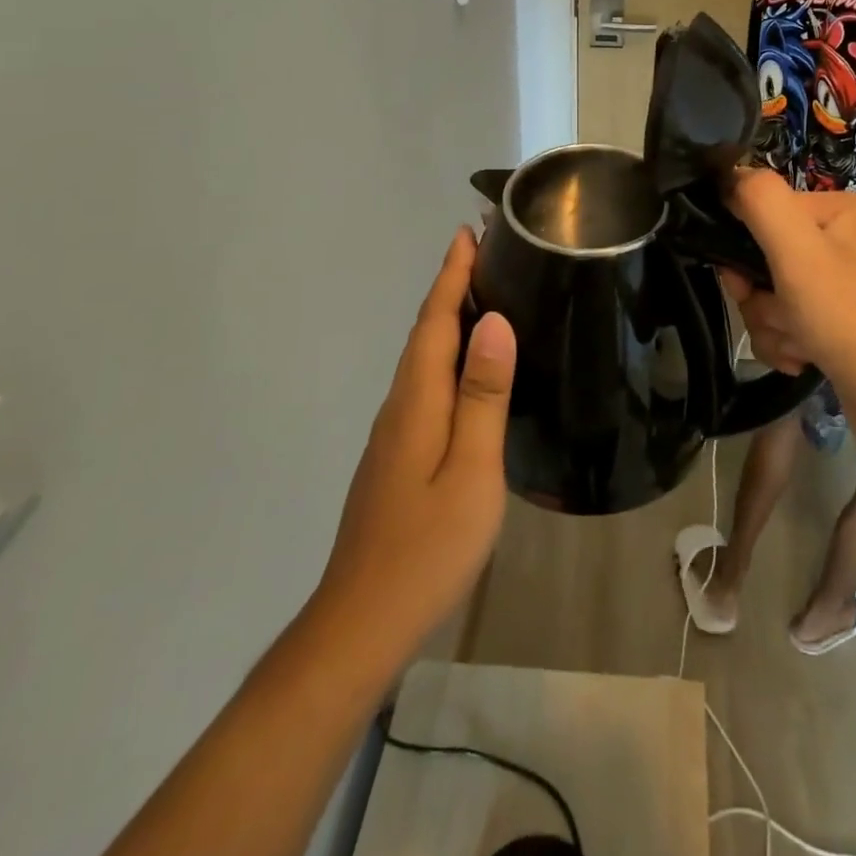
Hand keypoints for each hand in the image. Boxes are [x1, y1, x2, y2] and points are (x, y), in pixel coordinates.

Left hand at [315, 229, 515, 650]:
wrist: (361, 622)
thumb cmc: (427, 546)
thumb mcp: (471, 469)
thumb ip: (482, 395)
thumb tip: (494, 321)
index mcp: (418, 400)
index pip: (435, 321)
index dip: (452, 275)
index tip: (467, 233)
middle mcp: (399, 405)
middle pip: (425, 333)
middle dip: (450, 287)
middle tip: (484, 253)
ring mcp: (393, 433)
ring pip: (422, 359)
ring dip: (447, 319)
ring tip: (481, 295)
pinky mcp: (396, 455)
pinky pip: (424, 384)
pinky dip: (444, 356)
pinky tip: (464, 369)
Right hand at [719, 169, 855, 459]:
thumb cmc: (849, 319)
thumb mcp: (797, 251)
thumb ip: (759, 200)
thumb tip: (728, 172)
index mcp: (836, 209)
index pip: (760, 208)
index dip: (740, 246)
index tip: (743, 281)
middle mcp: (840, 239)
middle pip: (761, 256)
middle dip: (759, 296)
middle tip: (780, 316)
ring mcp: (840, 283)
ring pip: (769, 294)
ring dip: (771, 324)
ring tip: (799, 346)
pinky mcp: (837, 321)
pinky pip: (787, 321)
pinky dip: (786, 342)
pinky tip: (804, 360)